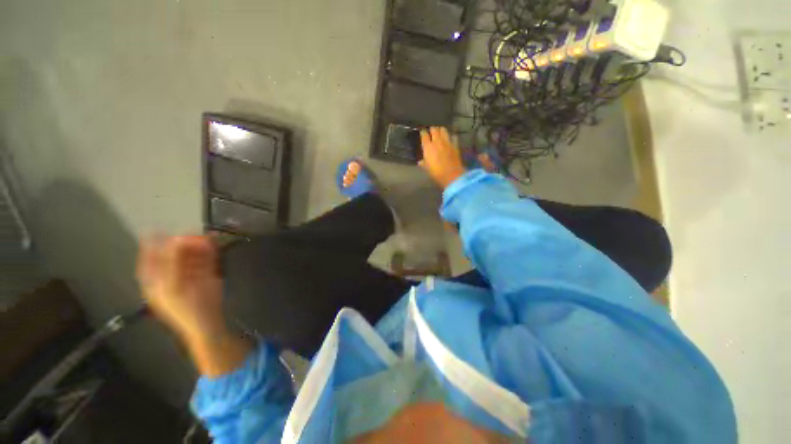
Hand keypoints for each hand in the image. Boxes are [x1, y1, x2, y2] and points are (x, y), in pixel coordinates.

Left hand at [136, 236, 225, 344]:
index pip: (149, 259)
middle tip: (192, 234)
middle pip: (172, 255)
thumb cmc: (186, 309)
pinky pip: (205, 259)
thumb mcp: (175, 286)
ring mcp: (189, 275)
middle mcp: (170, 276)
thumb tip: (177, 239)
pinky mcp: (205, 275)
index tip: (155, 230)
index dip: (151, 245)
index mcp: (156, 281)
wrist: (207, 324)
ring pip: (191, 256)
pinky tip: (212, 244)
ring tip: (205, 237)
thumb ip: (174, 262)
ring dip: (197, 245)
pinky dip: (209, 251)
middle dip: (181, 244)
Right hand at [419, 127, 466, 189]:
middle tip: (431, 132)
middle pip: (434, 129)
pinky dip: (451, 137)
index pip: (424, 134)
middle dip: (432, 129)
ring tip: (440, 133)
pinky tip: (450, 139)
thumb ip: (423, 163)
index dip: (423, 132)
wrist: (451, 175)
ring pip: (443, 130)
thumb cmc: (436, 173)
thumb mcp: (427, 168)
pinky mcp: (455, 145)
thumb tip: (420, 161)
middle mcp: (437, 141)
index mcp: (428, 146)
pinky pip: (453, 136)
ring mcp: (447, 142)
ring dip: (441, 130)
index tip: (422, 133)